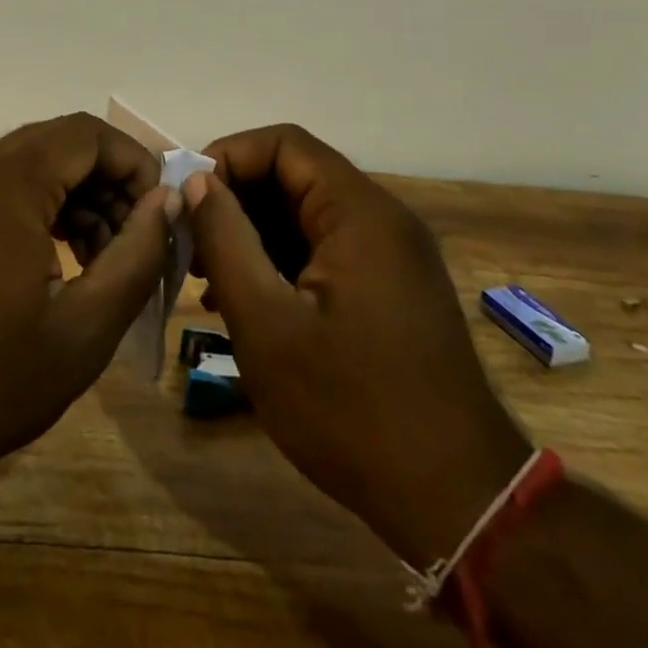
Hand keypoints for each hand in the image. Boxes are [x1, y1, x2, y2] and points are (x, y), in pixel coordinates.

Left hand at [0, 113, 175, 486]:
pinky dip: (48, 209)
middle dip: (111, 182)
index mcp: (6, 185)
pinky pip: (10, 187)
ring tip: (107, 260)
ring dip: (82, 197)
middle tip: (138, 240)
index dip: (136, 164)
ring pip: (37, 164)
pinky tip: (68, 262)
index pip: (88, 135)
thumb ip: (136, 256)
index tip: (160, 215)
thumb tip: (166, 202)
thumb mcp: (84, 330)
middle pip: (63, 143)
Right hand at [185, 125, 530, 567]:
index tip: (188, 200)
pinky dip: (282, 262)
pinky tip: (250, 304)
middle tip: (191, 247)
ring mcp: (391, 255)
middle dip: (235, 202)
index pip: (283, 144)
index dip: (228, 158)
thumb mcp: (267, 325)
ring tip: (210, 281)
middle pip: (294, 176)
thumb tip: (197, 182)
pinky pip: (325, 249)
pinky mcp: (391, 287)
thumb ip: (226, 240)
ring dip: (254, 235)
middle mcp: (381, 219)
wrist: (459, 504)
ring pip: (306, 215)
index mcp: (360, 212)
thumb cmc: (352, 410)